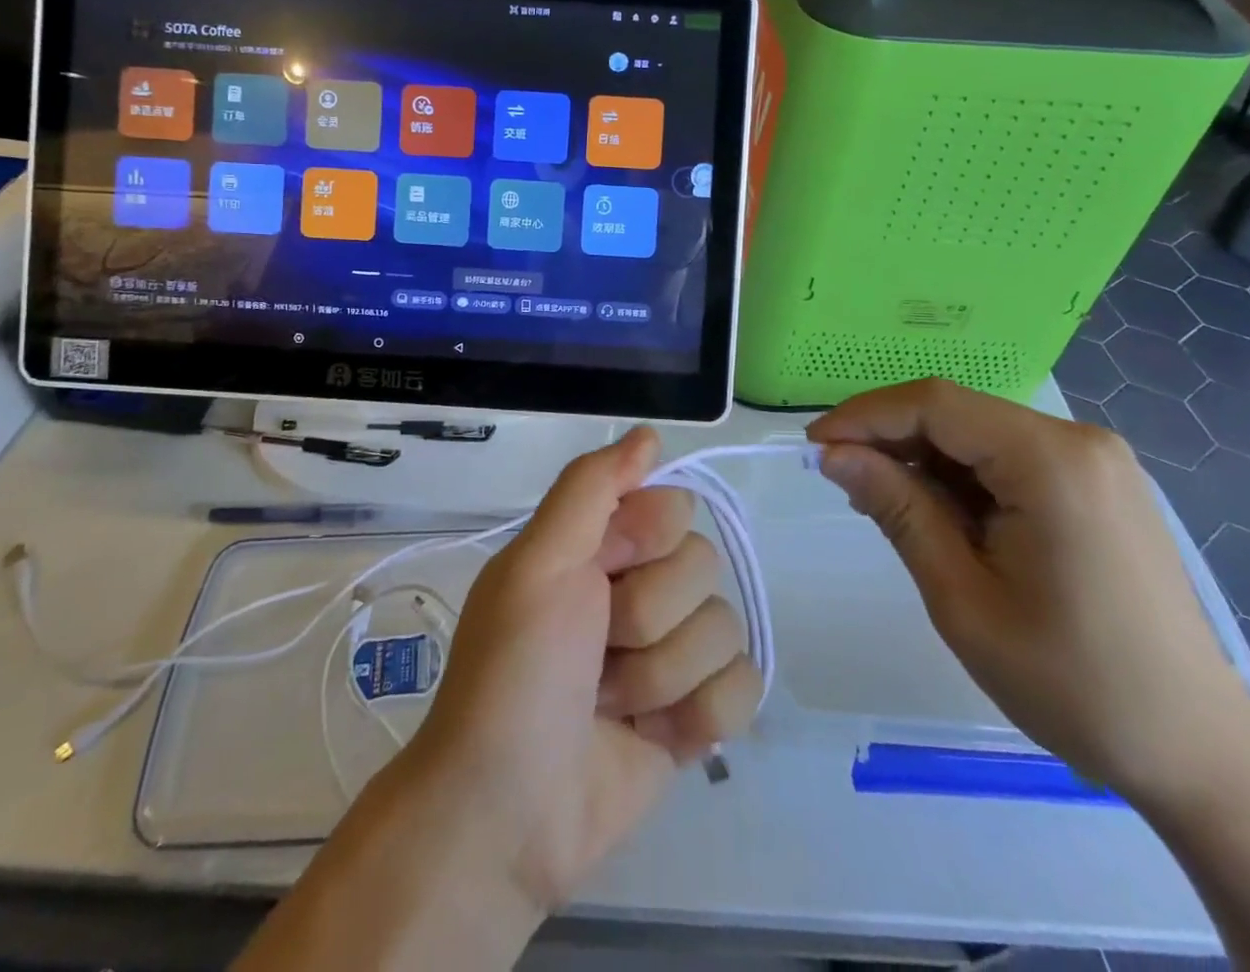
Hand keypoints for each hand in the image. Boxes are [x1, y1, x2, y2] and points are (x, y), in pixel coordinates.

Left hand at [394, 426, 762, 915]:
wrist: (506, 814)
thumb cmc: (514, 672)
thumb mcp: (538, 562)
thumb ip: (591, 487)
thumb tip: (651, 434)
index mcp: (601, 546)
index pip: (675, 508)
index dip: (647, 541)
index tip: (603, 573)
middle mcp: (641, 588)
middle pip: (703, 568)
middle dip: (648, 618)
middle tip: (593, 653)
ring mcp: (671, 653)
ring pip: (724, 629)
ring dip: (663, 676)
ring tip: (608, 704)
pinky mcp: (695, 716)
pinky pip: (744, 688)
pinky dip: (700, 716)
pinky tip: (655, 737)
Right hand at [808, 379, 1249, 804]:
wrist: (1199, 753)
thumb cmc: (1073, 684)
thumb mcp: (962, 597)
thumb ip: (897, 509)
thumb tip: (833, 454)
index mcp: (1051, 461)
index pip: (934, 404)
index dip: (864, 416)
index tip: (813, 448)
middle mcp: (1078, 441)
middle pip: (957, 413)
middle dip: (890, 438)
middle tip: (839, 479)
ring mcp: (1095, 461)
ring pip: (979, 433)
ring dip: (923, 459)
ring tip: (881, 501)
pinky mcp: (1098, 485)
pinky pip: (1009, 458)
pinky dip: (962, 476)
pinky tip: (937, 513)